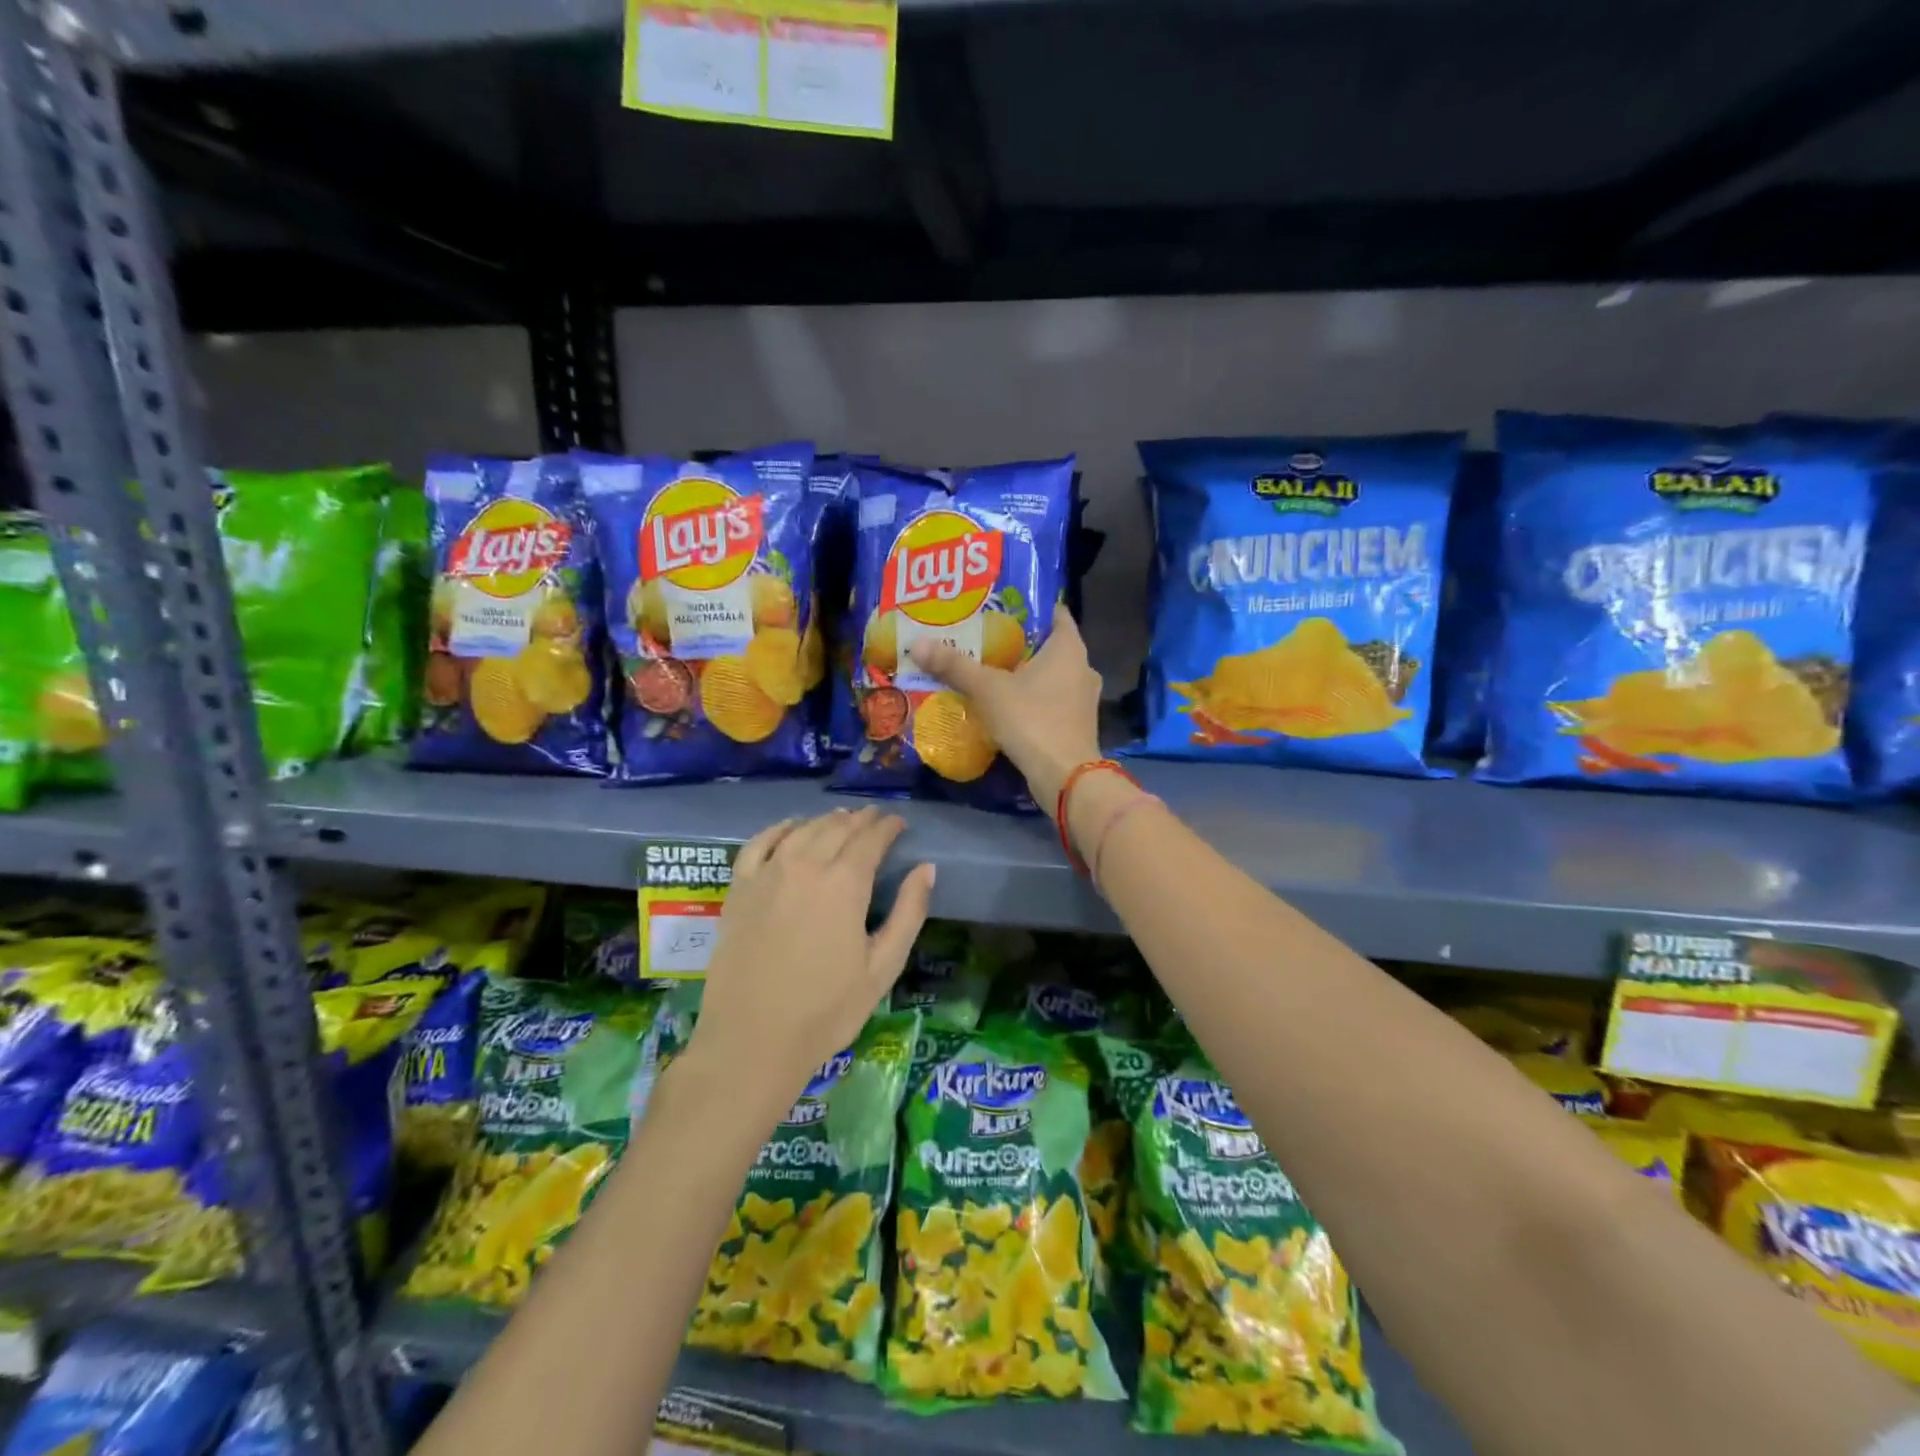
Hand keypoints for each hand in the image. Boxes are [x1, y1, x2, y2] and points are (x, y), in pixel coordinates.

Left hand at [686, 807, 934, 1117]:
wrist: (752, 1040)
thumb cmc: (827, 1010)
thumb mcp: (883, 967)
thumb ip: (909, 912)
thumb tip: (926, 868)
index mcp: (845, 884)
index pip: (871, 838)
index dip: (888, 826)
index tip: (899, 823)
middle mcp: (805, 866)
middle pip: (837, 828)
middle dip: (861, 820)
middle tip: (875, 820)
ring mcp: (768, 874)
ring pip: (802, 830)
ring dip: (827, 820)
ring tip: (842, 820)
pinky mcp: (740, 889)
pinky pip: (760, 843)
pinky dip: (780, 828)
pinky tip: (791, 827)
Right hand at [908, 602, 1103, 807]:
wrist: (1064, 777)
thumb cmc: (1031, 720)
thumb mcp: (988, 689)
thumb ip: (955, 666)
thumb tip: (917, 644)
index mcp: (1069, 647)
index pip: (1054, 613)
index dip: (1028, 606)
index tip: (998, 605)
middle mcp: (1083, 667)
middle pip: (1048, 645)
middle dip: (1018, 642)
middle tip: (984, 637)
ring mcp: (1083, 699)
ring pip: (1051, 675)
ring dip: (1025, 673)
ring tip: (990, 670)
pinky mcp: (1077, 724)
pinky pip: (1052, 700)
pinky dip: (1032, 698)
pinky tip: (1006, 704)